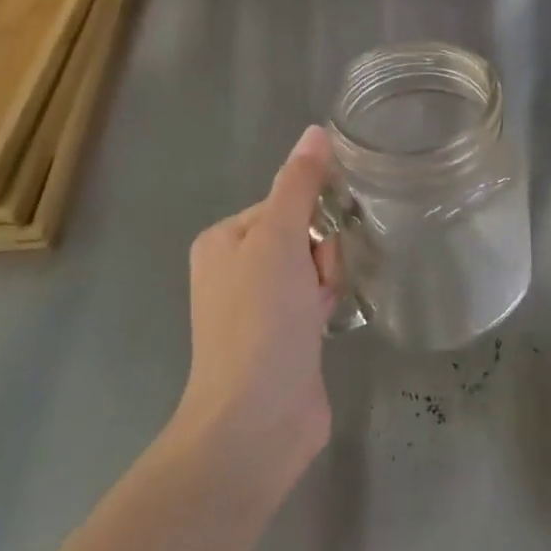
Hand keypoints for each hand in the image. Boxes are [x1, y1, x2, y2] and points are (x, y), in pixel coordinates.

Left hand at [172, 126, 340, 493]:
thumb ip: (299, 183)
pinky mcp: (282, 337)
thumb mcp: (278, 237)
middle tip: (316, 283)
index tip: (316, 246)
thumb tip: (315, 131)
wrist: (256, 419)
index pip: (284, 202)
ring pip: (313, 265)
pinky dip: (325, 305)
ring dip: (326, 280)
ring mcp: (258, 307)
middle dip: (321, 252)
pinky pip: (315, 299)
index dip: (310, 218)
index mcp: (223, 240)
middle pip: (302, 233)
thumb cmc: (261, 318)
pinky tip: (326, 325)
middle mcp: (235, 269)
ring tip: (320, 310)